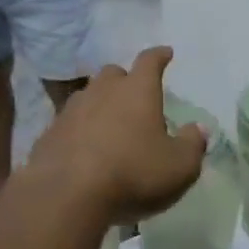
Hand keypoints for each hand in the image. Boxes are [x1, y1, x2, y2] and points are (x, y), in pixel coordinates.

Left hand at [24, 47, 205, 223]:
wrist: (66, 195)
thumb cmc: (133, 173)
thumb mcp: (179, 167)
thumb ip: (193, 145)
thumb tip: (199, 129)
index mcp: (137, 90)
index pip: (150, 61)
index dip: (160, 56)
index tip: (166, 53)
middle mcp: (103, 91)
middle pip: (113, 74)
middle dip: (125, 81)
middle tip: (135, 97)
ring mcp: (71, 110)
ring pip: (88, 96)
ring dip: (100, 105)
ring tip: (109, 125)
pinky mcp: (50, 133)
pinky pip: (69, 124)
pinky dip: (79, 130)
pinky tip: (84, 150)